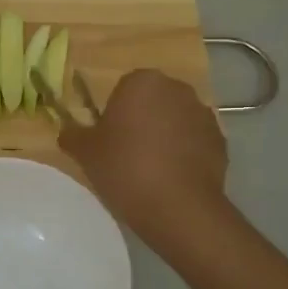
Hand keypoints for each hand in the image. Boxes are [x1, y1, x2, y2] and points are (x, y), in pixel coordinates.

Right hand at [59, 69, 229, 244]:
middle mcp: (177, 89)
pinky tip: (172, 179)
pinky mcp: (220, 141)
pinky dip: (184, 154)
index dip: (114, 114)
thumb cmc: (125, 169)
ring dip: (164, 136)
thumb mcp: (86, 153)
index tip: (109, 140)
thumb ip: (73, 136)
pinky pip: (194, 142)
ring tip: (150, 170)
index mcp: (142, 82)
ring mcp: (203, 114)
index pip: (123, 88)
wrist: (178, 207)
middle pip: (152, 101)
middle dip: (141, 120)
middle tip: (126, 153)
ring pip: (175, 121)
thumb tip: (67, 131)